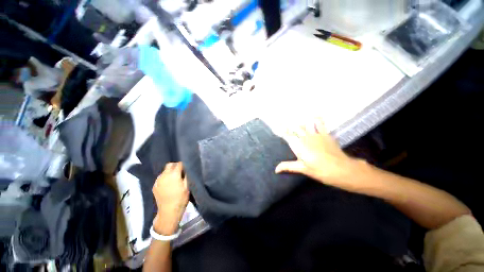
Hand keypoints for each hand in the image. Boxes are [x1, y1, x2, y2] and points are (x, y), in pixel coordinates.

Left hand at [152, 162, 188, 234]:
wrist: (169, 212)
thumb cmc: (181, 198)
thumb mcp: (187, 186)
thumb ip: (186, 175)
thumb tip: (186, 169)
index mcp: (174, 174)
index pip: (179, 164)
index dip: (183, 165)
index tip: (186, 168)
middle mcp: (164, 175)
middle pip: (170, 165)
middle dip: (175, 166)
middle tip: (180, 172)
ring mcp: (158, 180)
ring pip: (164, 171)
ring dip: (169, 172)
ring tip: (174, 178)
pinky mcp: (154, 186)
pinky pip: (160, 177)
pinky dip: (165, 177)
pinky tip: (168, 184)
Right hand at [275, 119, 364, 191]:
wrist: (341, 169)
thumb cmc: (319, 170)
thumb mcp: (302, 169)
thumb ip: (288, 166)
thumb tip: (275, 169)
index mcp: (298, 145)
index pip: (286, 135)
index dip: (280, 129)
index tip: (275, 124)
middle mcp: (304, 137)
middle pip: (294, 128)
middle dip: (288, 125)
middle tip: (283, 122)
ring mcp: (315, 134)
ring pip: (304, 125)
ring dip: (300, 123)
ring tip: (296, 122)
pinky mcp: (325, 134)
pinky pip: (319, 123)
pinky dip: (316, 119)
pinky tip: (314, 116)